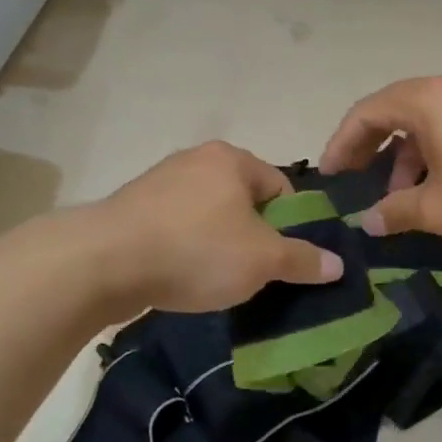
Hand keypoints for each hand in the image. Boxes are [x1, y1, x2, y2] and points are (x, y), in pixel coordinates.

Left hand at [90, 142, 343, 313]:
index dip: (292, 226)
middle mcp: (195, 161)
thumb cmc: (196, 250)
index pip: (282, 188)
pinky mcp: (131, 211)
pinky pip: (176, 229)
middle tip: (257, 273)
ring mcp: (159, 183)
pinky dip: (187, 251)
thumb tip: (338, 264)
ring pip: (209, 217)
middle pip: (244, 202)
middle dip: (254, 237)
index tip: (287, 259)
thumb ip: (303, 260)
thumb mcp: (263, 260)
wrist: (102, 263)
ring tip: (219, 281)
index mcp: (231, 159)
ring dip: (220, 246)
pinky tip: (183, 277)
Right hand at [319, 75, 441, 251]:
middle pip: (396, 112)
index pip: (366, 112)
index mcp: (428, 100)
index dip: (341, 144)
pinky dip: (437, 153)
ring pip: (429, 123)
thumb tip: (368, 221)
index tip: (329, 176)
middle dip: (372, 151)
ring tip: (405, 198)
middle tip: (358, 185)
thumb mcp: (440, 209)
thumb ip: (396, 211)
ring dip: (408, 157)